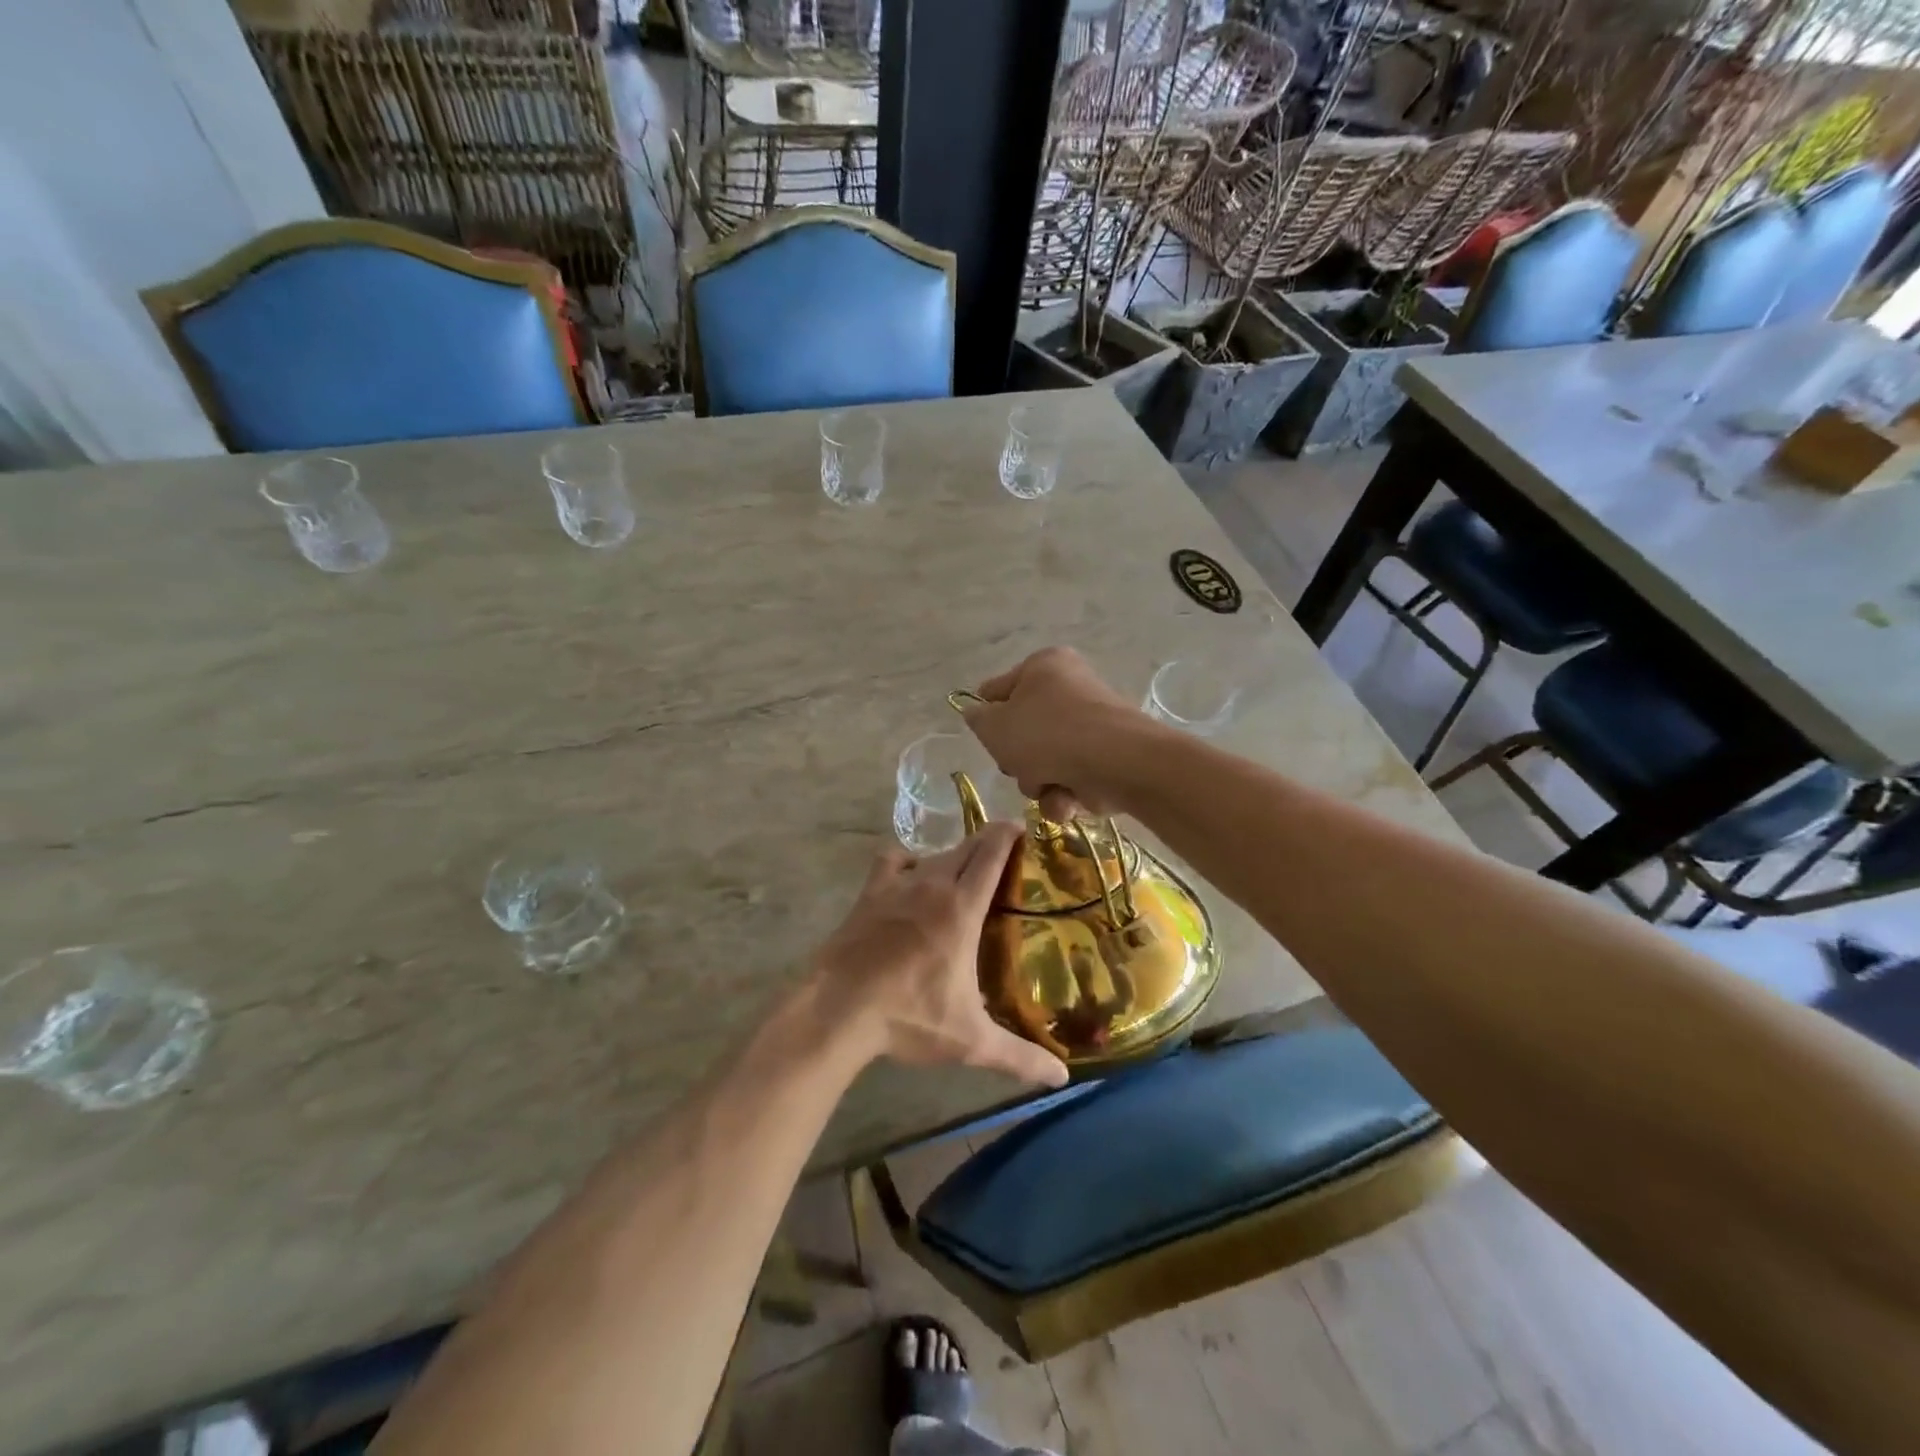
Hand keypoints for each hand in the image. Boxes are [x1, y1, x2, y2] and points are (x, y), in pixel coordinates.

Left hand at [810, 824, 1067, 1088]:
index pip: (991, 853)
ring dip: (952, 857)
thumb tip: (1063, 1078)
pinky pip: (892, 861)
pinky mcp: (869, 893)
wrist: (838, 1010)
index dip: (1009, 834)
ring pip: (932, 854)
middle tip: (1005, 854)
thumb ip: (1019, 1056)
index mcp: (962, 907)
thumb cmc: (909, 1018)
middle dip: (987, 842)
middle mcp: (932, 884)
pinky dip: (907, 863)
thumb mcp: (971, 1040)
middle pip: (965, 846)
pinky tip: (911, 880)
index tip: (1024, 828)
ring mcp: (896, 885)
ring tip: (963, 875)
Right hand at [959, 648, 1143, 820]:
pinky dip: (1065, 794)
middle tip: (1020, 766)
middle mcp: (1071, 688)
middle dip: (1018, 760)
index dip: (987, 718)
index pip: (998, 690)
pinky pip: (1072, 778)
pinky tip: (1068, 800)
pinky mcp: (1109, 757)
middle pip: (1024, 732)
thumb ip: (978, 720)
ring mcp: (1092, 725)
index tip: (987, 739)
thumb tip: (978, 715)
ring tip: (1049, 787)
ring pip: (1046, 762)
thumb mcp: (994, 726)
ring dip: (1039, 783)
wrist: (1117, 763)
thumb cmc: (1047, 734)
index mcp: (1044, 666)